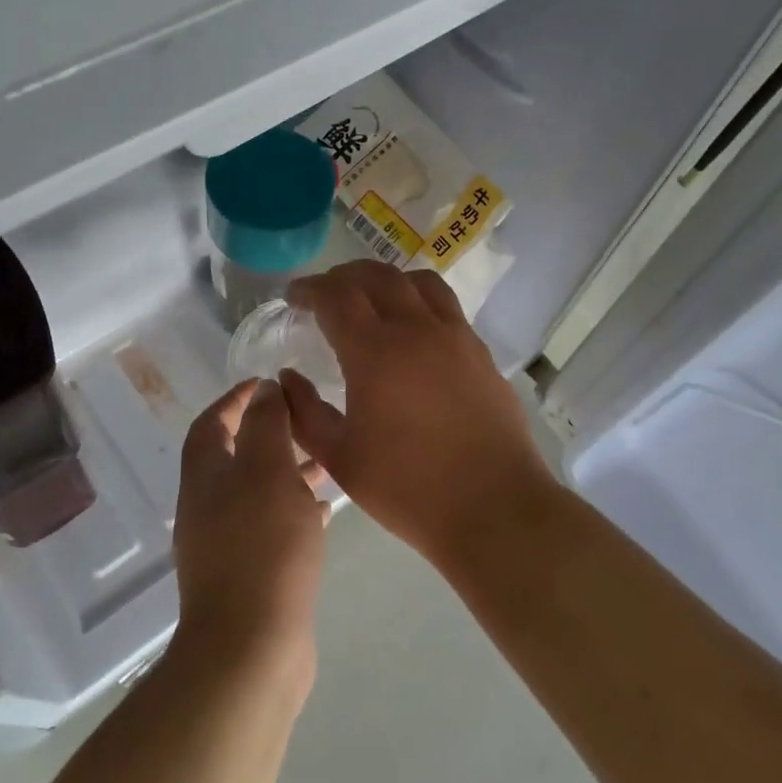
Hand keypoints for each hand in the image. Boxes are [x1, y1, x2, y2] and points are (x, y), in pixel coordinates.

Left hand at [171, 380, 327, 679]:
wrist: (251, 649)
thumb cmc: (262, 547)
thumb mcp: (268, 471)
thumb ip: (266, 425)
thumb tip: (263, 390)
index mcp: (204, 478)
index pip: (212, 423)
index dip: (235, 399)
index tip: (268, 383)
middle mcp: (207, 508)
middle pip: (234, 457)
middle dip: (268, 434)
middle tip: (305, 421)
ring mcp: (226, 546)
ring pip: (257, 493)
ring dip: (286, 472)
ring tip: (324, 462)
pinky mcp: (249, 575)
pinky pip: (271, 528)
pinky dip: (294, 511)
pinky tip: (325, 511)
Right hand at [282, 261, 553, 562]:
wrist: (493, 507)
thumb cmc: (407, 487)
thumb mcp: (339, 457)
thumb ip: (304, 412)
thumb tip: (288, 377)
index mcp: (375, 352)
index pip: (335, 296)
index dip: (309, 289)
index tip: (293, 297)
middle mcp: (416, 329)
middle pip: (377, 276)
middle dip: (343, 276)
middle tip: (324, 294)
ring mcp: (455, 336)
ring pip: (417, 282)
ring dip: (386, 280)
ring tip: (370, 299)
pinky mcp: (480, 352)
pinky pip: (445, 305)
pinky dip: (418, 299)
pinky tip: (412, 329)